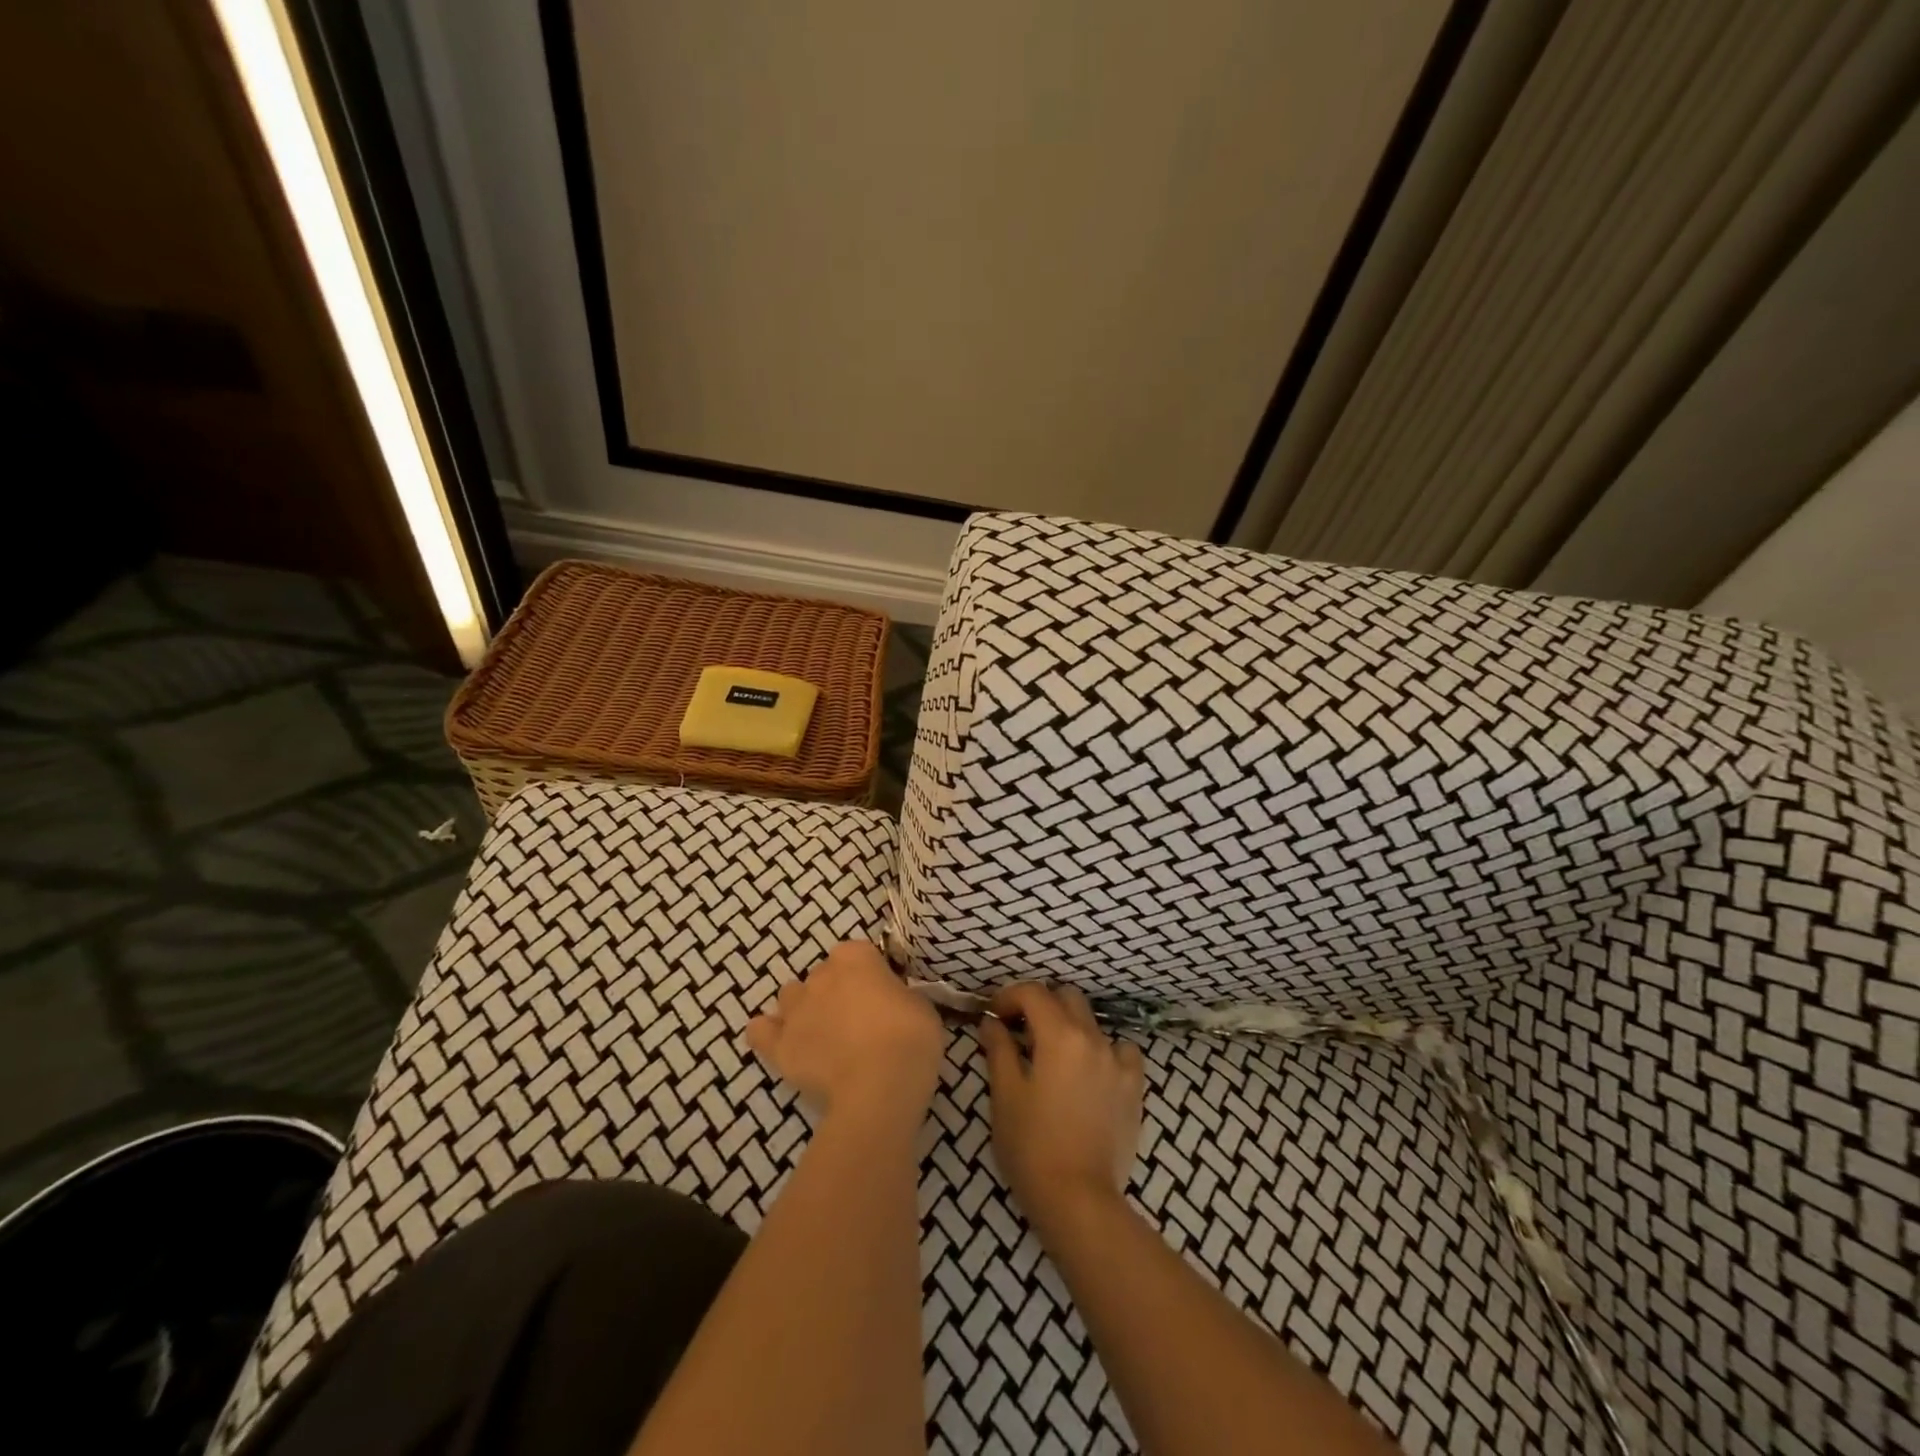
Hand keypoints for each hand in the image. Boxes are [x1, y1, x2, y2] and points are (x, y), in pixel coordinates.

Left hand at [746, 941, 944, 1128]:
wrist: (879, 1088)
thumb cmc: (909, 1039)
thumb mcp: (921, 1006)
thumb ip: (899, 994)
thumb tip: (891, 1002)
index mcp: (855, 957)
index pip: (858, 954)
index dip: (870, 975)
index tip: (883, 996)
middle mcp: (820, 975)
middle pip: (824, 975)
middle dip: (836, 992)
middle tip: (859, 1021)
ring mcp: (795, 1009)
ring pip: (791, 997)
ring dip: (805, 1009)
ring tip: (825, 1035)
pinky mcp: (779, 1046)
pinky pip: (761, 1032)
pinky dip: (770, 1034)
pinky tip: (787, 1044)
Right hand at [979, 983, 1144, 1239]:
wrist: (1078, 1199)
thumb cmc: (1031, 1145)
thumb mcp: (1005, 1094)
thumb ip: (998, 1049)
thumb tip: (992, 1022)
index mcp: (1059, 1035)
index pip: (1033, 993)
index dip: (1009, 996)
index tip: (994, 1015)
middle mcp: (1093, 1037)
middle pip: (1066, 997)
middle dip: (1040, 1005)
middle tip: (1020, 1030)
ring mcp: (1118, 1061)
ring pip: (1093, 1022)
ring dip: (1070, 1026)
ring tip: (1054, 1054)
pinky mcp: (1134, 1087)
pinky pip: (1122, 1051)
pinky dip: (1104, 1050)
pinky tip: (1091, 1071)